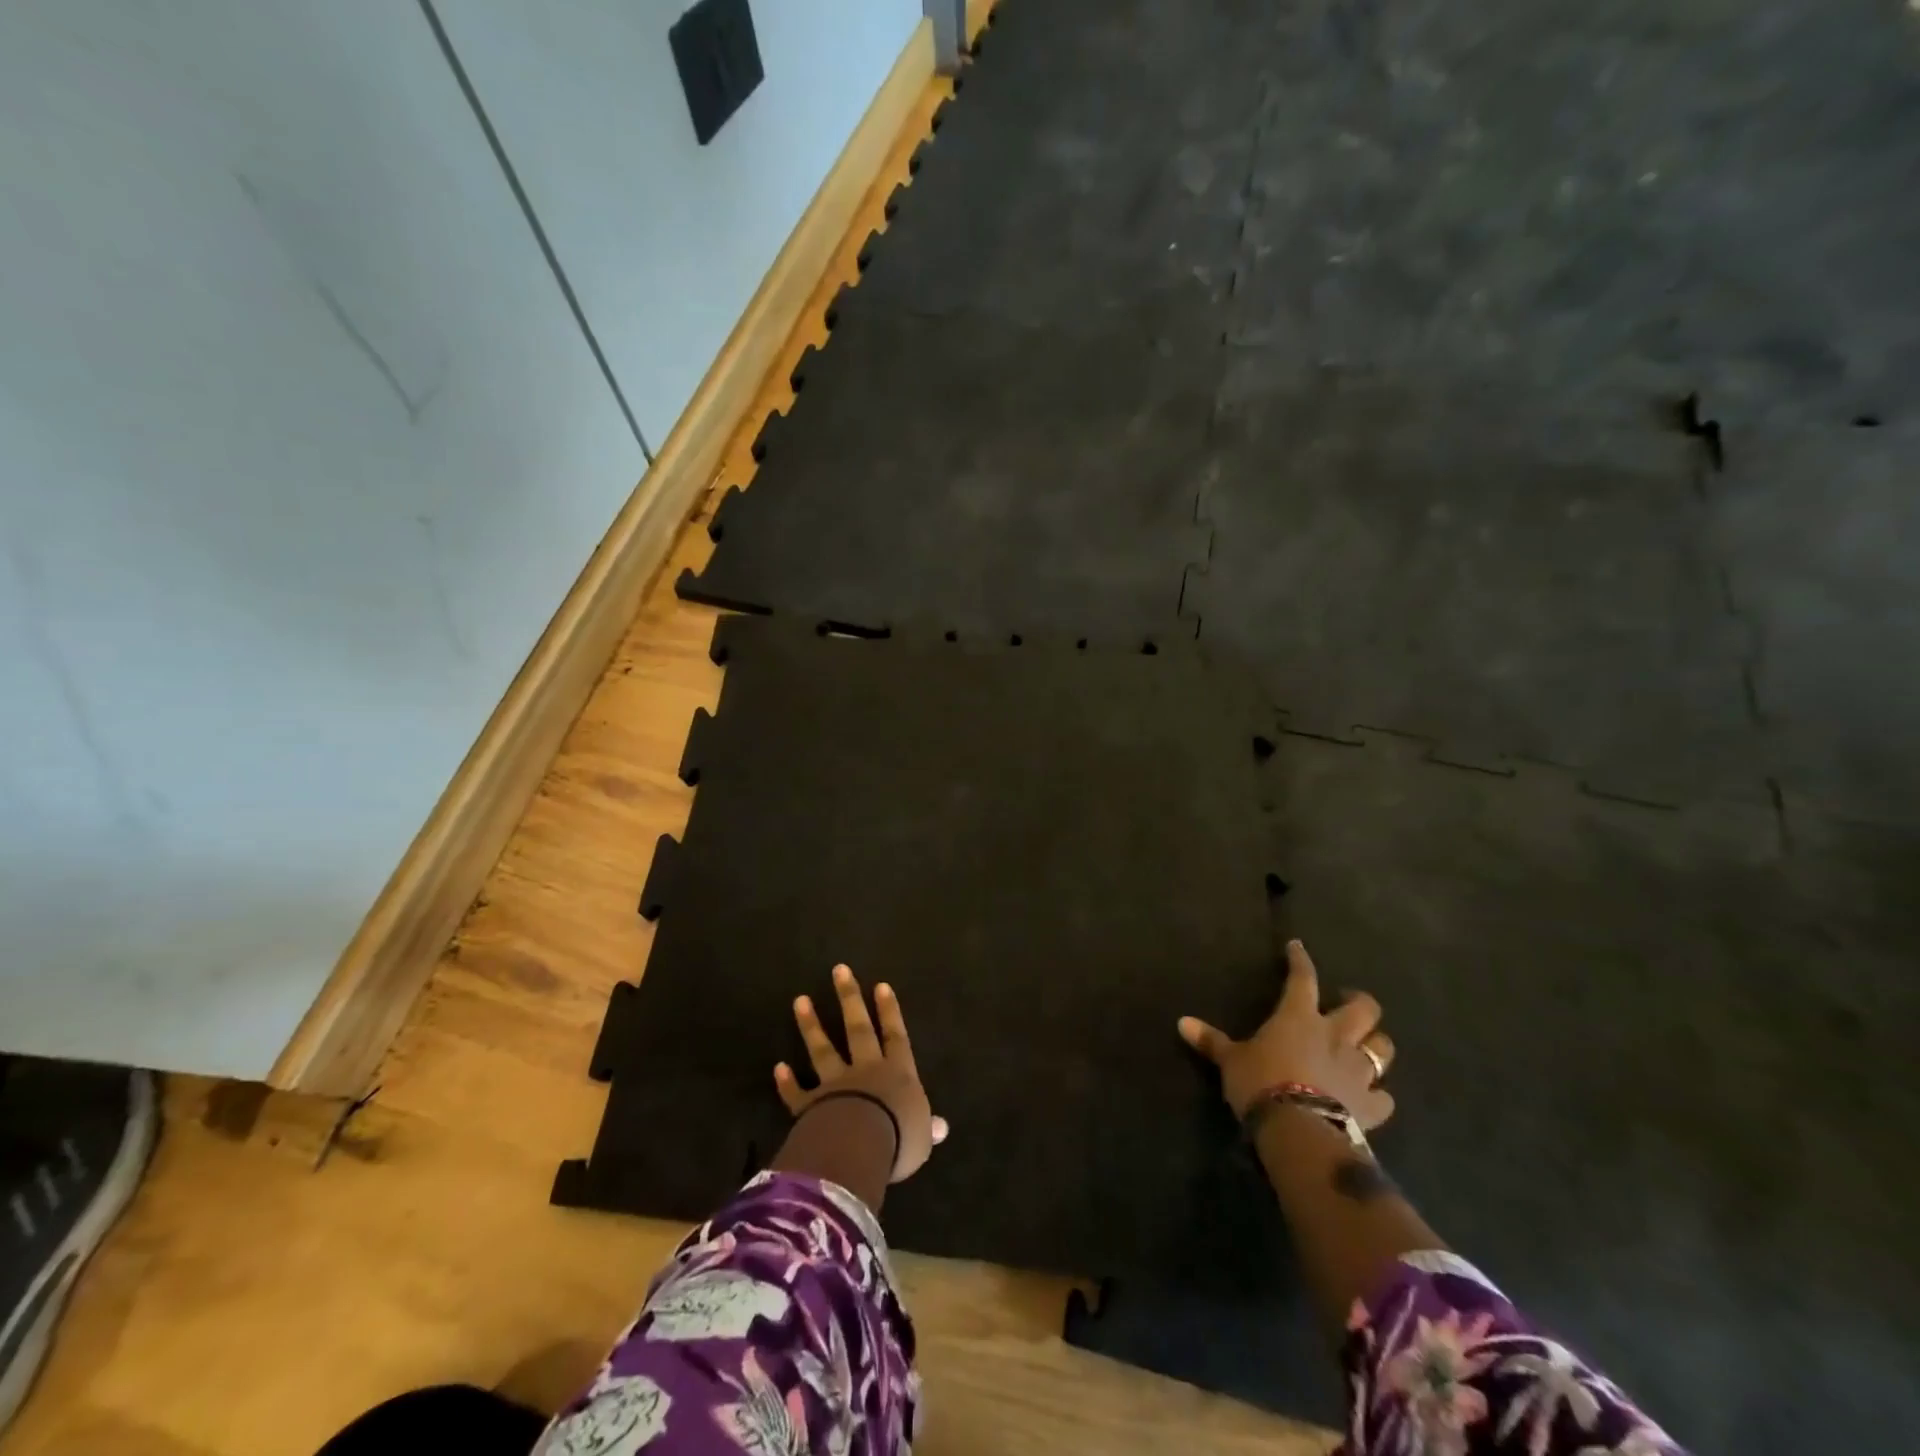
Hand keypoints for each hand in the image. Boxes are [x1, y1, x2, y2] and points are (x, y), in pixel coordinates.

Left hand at [775, 964, 949, 1180]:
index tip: (880, 985)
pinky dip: (787, 1082)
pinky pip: (797, 1093)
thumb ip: (926, 1127)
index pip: (895, 1036)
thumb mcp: (922, 1137)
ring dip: (811, 1026)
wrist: (859, 1148)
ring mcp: (834, 1085)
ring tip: (800, 1000)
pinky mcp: (810, 1106)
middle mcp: (865, 1071)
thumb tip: (941, 1126)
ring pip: (823, 1050)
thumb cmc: (899, 1139)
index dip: (889, 1012)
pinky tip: (778, 1067)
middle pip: (858, 1028)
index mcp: (897, 1074)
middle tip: (839, 970)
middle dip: (850, 998)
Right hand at [1178, 940, 1395, 1129]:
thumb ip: (1211, 1041)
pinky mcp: (1371, 1105)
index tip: (1297, 947)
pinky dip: (1379, 1095)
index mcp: (1299, 1017)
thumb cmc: (1261, 1082)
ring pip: (1382, 1048)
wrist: (1298, 1129)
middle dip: (1360, 1002)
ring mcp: (1358, 1071)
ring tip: (1367, 1046)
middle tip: (1347, 1003)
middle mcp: (1335, 1037)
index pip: (1302, 978)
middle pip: (1364, 1009)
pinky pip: (1384, 1097)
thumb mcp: (1230, 1060)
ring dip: (1376, 1045)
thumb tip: (1181, 1022)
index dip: (1300, 960)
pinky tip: (1372, 1097)